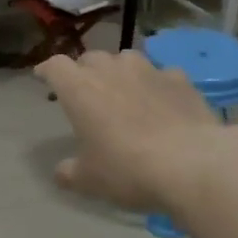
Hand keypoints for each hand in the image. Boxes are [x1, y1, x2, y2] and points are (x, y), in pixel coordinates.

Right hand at [36, 50, 224, 212]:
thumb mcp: (90, 180)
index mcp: (79, 89)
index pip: (55, 66)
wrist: (193, 164)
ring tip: (124, 90)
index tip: (43, 78)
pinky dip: (156, 84)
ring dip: (119, 71)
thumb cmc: (128, 169)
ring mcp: (148, 70)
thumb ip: (70, 172)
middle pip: (89, 58)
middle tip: (86, 92)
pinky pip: (161, 74)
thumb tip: (61, 172)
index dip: (47, 70)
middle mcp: (110, 70)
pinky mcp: (180, 79)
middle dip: (84, 71)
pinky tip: (161, 101)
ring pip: (125, 58)